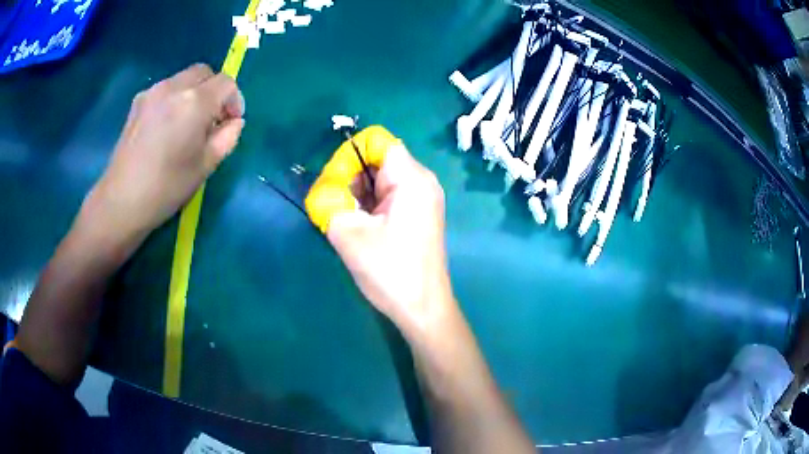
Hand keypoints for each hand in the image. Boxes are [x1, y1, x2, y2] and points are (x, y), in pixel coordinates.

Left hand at [80, 64, 244, 250]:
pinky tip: (168, 126)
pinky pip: (166, 89)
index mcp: (194, 102)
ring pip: (183, 79)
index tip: (231, 122)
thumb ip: (227, 138)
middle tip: (212, 119)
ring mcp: (153, 92)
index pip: (226, 83)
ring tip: (188, 124)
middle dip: (214, 91)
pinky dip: (175, 99)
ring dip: (194, 94)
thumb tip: (234, 122)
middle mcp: (174, 87)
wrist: (121, 200)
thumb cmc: (166, 187)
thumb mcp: (205, 166)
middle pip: (204, 73)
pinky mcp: (138, 101)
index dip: (234, 100)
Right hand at [327, 144, 456, 337]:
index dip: (349, 155)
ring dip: (357, 193)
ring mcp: (422, 198)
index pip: (375, 141)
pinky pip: (388, 195)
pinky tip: (359, 226)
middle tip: (334, 205)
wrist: (423, 309)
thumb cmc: (390, 271)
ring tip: (345, 220)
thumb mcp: (349, 234)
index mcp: (411, 178)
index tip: (334, 184)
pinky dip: (369, 204)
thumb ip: (328, 202)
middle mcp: (421, 181)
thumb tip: (322, 189)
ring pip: (380, 179)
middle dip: (350, 177)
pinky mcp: (418, 214)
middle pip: (377, 159)